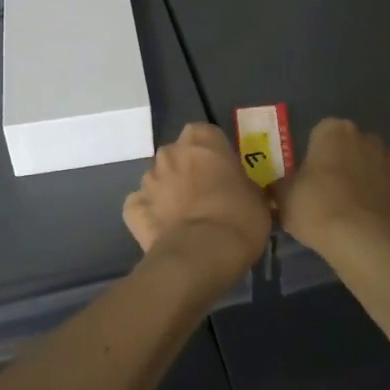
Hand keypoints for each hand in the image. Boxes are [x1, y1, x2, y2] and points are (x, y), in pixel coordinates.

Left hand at [123, 123, 272, 284]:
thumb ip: (243, 184)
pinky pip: (142, 206)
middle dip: (188, 170)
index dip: (214, 153)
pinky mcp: (132, 207)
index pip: (205, 134)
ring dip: (169, 193)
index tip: (224, 172)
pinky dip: (151, 215)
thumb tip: (240, 191)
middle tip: (206, 195)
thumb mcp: (257, 197)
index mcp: (202, 140)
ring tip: (186, 219)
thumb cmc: (238, 218)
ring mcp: (147, 179)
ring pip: (159, 180)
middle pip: (178, 155)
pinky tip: (166, 232)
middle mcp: (170, 152)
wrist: (201, 255)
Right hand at [272, 118, 389, 253]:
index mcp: (333, 131)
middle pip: (357, 142)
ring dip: (380, 170)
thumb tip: (277, 186)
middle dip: (350, 158)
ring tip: (366, 196)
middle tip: (336, 187)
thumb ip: (281, 186)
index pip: (323, 131)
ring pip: (387, 157)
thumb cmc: (316, 208)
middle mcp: (366, 138)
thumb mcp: (284, 197)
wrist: (360, 239)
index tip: (311, 174)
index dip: (317, 152)